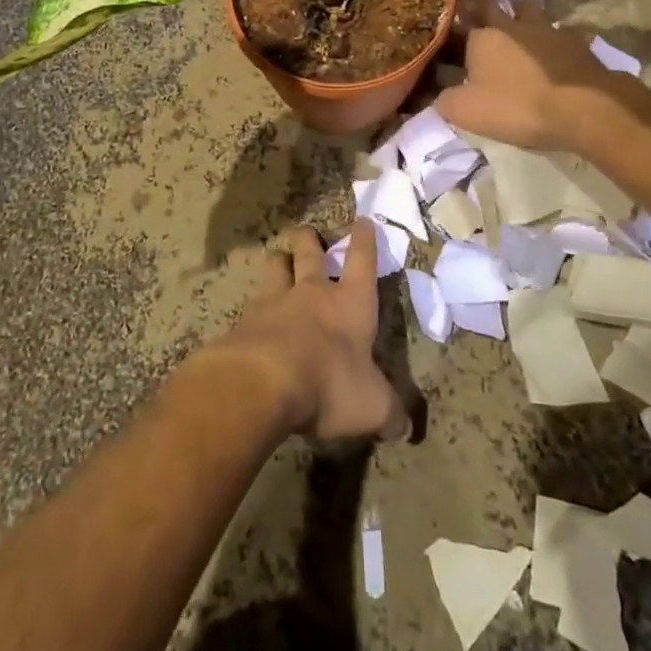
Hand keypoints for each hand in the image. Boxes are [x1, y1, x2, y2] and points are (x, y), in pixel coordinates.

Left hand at [206, 220, 406, 442]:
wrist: (263, 381)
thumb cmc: (330, 384)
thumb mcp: (372, 406)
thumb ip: (390, 414)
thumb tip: (405, 428)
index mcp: (350, 303)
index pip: (362, 261)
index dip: (365, 240)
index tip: (363, 221)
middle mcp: (312, 293)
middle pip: (310, 252)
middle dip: (310, 239)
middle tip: (306, 232)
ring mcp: (274, 302)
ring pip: (275, 266)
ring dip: (278, 261)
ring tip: (278, 260)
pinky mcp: (244, 321)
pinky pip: (250, 304)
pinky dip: (254, 308)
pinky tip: (251, 319)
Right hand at [436, 0, 628, 150]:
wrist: (582, 107)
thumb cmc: (517, 105)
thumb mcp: (466, 111)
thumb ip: (445, 100)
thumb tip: (438, 95)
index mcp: (483, 36)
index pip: (462, 16)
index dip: (455, 15)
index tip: (449, 17)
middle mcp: (514, 25)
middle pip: (496, 1)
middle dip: (485, 1)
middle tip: (480, 4)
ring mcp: (549, 30)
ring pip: (532, 9)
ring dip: (523, 10)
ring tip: (520, 21)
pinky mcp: (577, 43)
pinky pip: (563, 32)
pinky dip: (556, 38)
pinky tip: (557, 49)